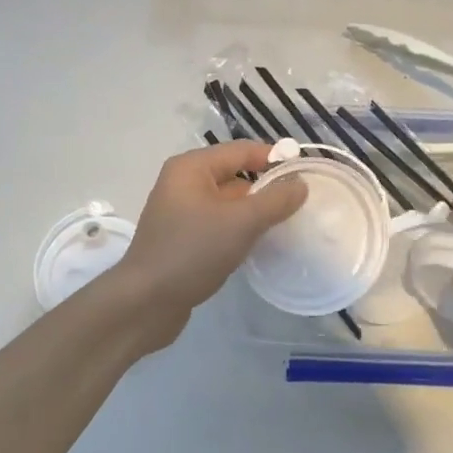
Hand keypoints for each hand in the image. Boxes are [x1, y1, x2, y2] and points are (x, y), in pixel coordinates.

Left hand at [110, 141, 307, 343]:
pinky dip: (238, 229)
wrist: (145, 302)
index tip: (307, 173)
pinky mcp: (182, 238)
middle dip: (266, 186)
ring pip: (227, 202)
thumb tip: (301, 183)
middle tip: (301, 202)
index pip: (241, 150)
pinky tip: (257, 244)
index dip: (275, 158)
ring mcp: (180, 212)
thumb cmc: (192, 252)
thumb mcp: (241, 223)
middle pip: (234, 175)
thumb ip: (275, 200)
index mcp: (191, 168)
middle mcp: (183, 183)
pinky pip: (218, 223)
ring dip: (253, 211)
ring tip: (286, 223)